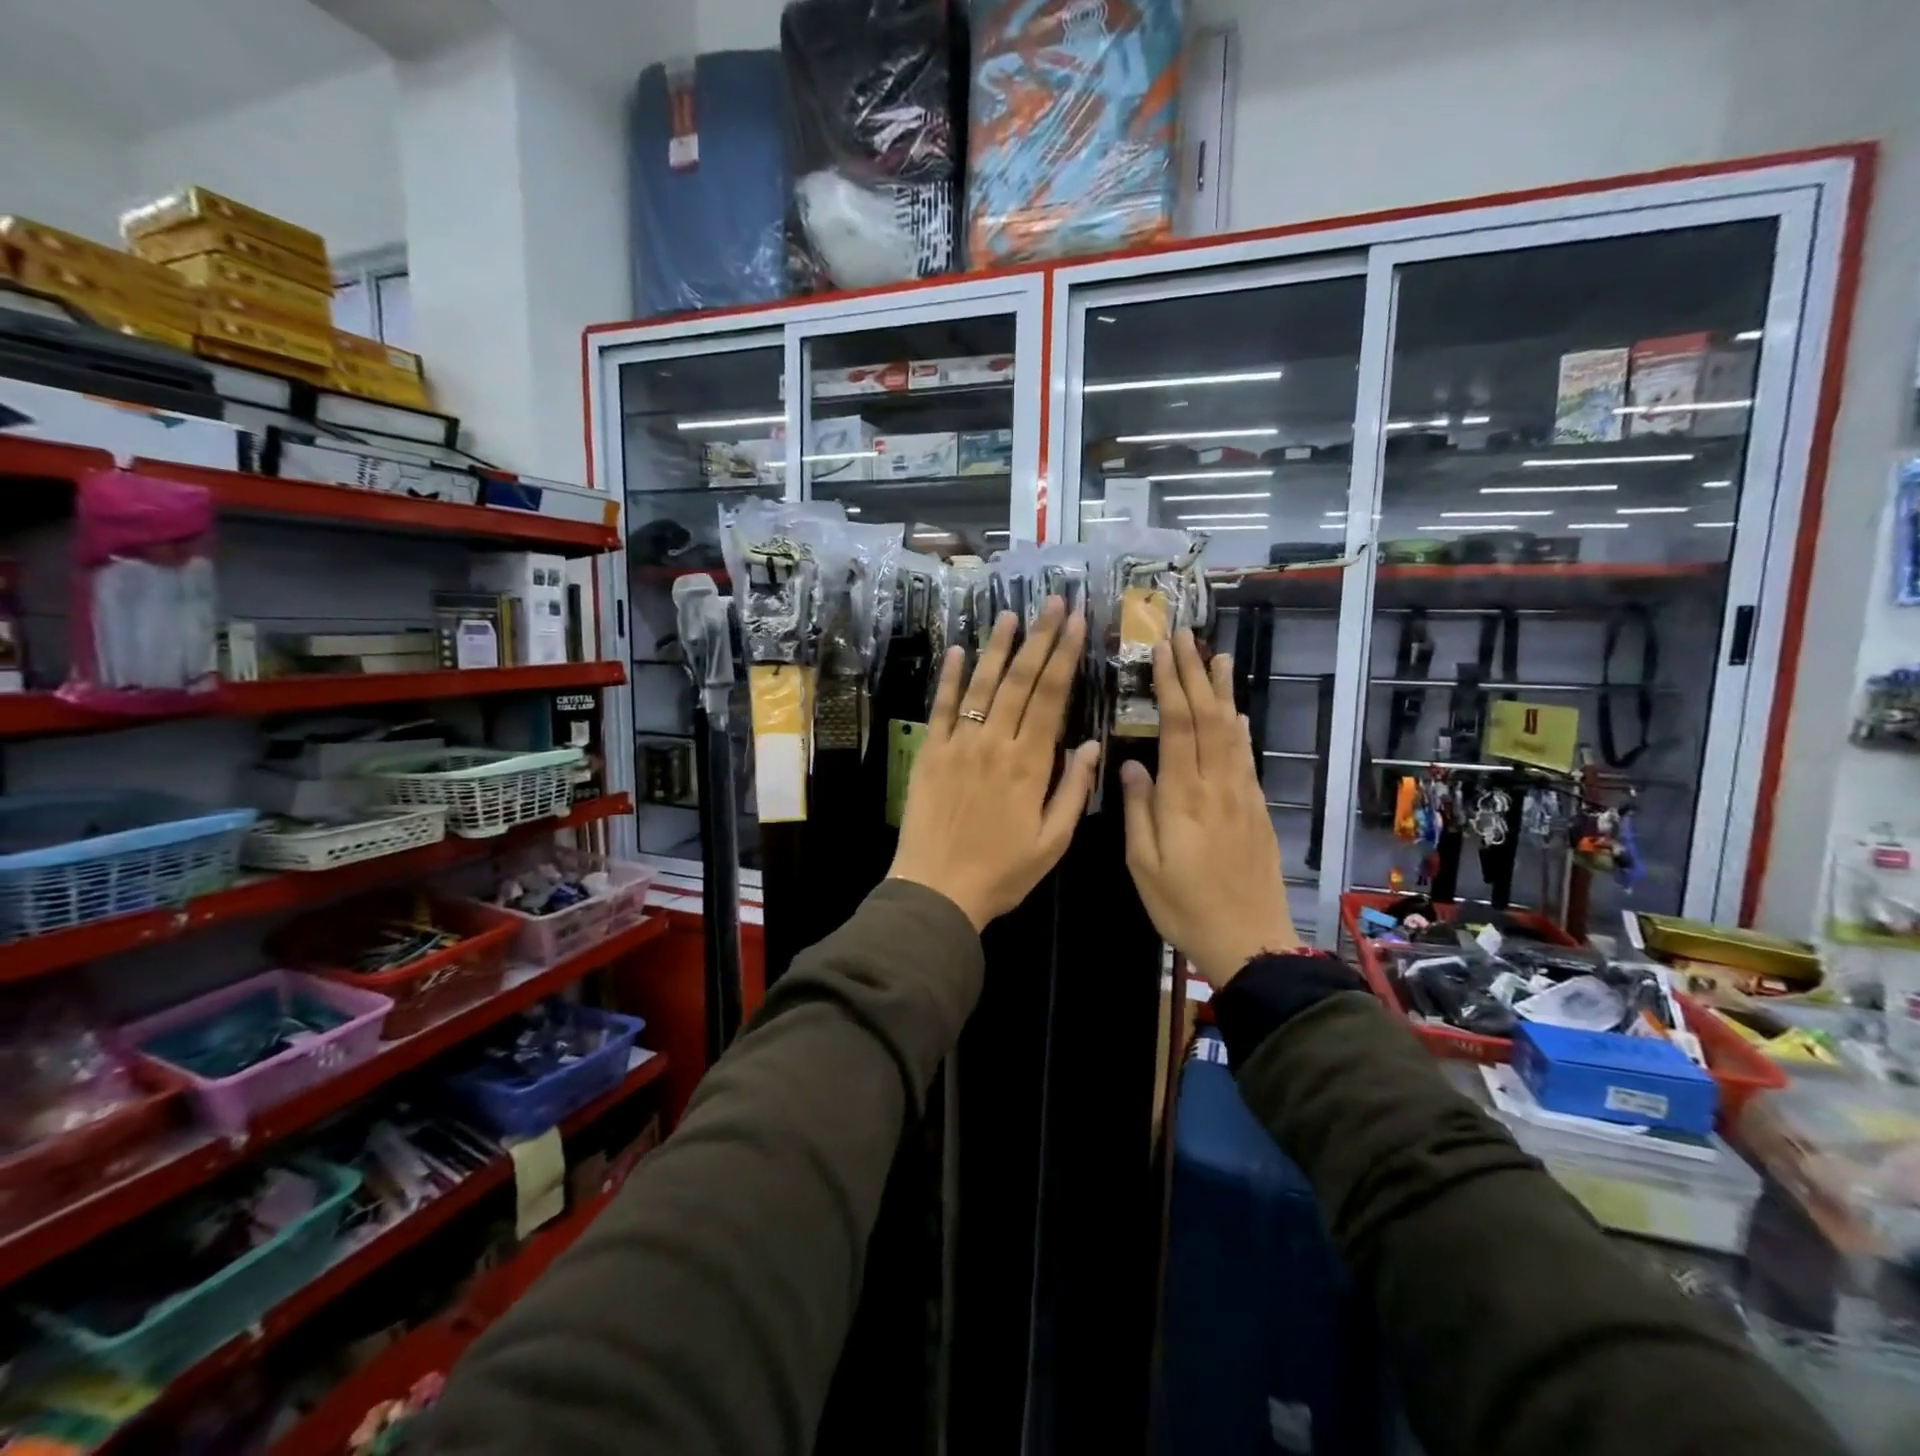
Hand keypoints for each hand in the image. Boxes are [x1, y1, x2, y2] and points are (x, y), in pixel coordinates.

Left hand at [889, 597, 1100, 931]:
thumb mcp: (1052, 842)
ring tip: (1011, 614)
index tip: (1076, 623)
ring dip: (997, 647)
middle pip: (1021, 680)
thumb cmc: (1001, 872)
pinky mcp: (930, 753)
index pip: (1051, 697)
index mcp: (1029, 764)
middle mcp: (994, 743)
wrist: (936, 890)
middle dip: (1039, 637)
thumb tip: (1089, 744)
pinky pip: (940, 708)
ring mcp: (958, 744)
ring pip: (981, 685)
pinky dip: (947, 678)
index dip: (1065, 656)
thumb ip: (1072, 790)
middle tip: (1053, 602)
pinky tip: (956, 650)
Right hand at [1120, 630, 1298, 989]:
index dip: (1171, 683)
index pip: (1178, 725)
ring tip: (1216, 656)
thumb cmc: (1185, 906)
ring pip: (1232, 730)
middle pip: (1208, 717)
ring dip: (1222, 690)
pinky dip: (1239, 727)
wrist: (1250, 940)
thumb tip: (1130, 763)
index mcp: (1184, 796)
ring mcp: (1242, 794)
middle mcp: (1217, 785)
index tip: (1163, 650)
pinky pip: (1246, 756)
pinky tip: (1235, 713)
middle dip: (1195, 673)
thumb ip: (1138, 809)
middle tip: (1184, 636)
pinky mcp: (1256, 808)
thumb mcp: (1144, 864)